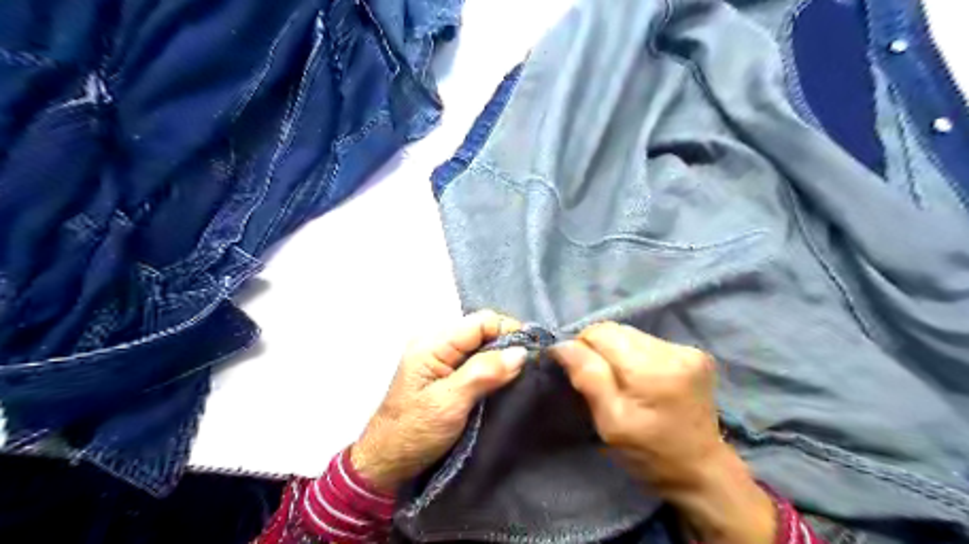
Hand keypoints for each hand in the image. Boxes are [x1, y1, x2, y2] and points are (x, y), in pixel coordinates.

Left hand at [350, 311, 526, 491]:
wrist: (386, 461)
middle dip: (507, 345)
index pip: (481, 322)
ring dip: (500, 357)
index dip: (509, 331)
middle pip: (481, 330)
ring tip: (520, 375)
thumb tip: (520, 352)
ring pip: (480, 344)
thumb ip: (484, 373)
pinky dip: (490, 367)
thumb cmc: (414, 432)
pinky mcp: (443, 370)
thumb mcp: (450, 404)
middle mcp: (436, 341)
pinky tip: (502, 381)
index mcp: (432, 343)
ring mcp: (439, 355)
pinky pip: (473, 358)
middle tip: (529, 368)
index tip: (532, 353)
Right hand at [548, 322, 777, 543]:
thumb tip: (562, 345)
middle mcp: (673, 351)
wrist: (701, 470)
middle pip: (617, 330)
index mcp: (651, 370)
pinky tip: (643, 378)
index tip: (581, 374)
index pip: (601, 333)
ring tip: (623, 381)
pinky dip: (636, 355)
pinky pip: (648, 341)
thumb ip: (588, 379)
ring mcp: (688, 350)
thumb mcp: (611, 424)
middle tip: (602, 382)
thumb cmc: (650, 454)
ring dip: (618, 352)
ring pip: (631, 334)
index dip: (583, 348)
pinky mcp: (695, 353)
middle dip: (600, 350)